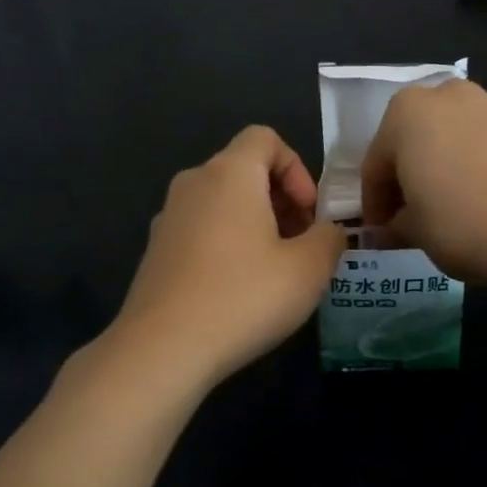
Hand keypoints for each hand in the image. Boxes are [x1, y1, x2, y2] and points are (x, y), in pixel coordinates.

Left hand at [113, 126, 347, 387]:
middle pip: (244, 170)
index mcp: (230, 173)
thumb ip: (330, 239)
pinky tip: (237, 291)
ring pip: (221, 203)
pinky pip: (200, 231)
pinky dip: (225, 245)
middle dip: (280, 200)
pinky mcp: (155, 252)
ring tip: (273, 272)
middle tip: (300, 246)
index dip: (297, 169)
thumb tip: (329, 232)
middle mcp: (193, 184)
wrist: (163, 348)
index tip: (309, 214)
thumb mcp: (309, 269)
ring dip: (254, 225)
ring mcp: (168, 218)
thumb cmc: (244, 297)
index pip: (266, 138)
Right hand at [361, 80, 486, 287]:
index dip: (375, 200)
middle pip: (422, 136)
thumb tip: (389, 230)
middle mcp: (453, 96)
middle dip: (415, 170)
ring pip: (466, 134)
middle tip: (418, 211)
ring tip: (466, 203)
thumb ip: (395, 224)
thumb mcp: (415, 232)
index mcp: (408, 114)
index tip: (381, 228)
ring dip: (457, 162)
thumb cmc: (462, 225)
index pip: (378, 162)